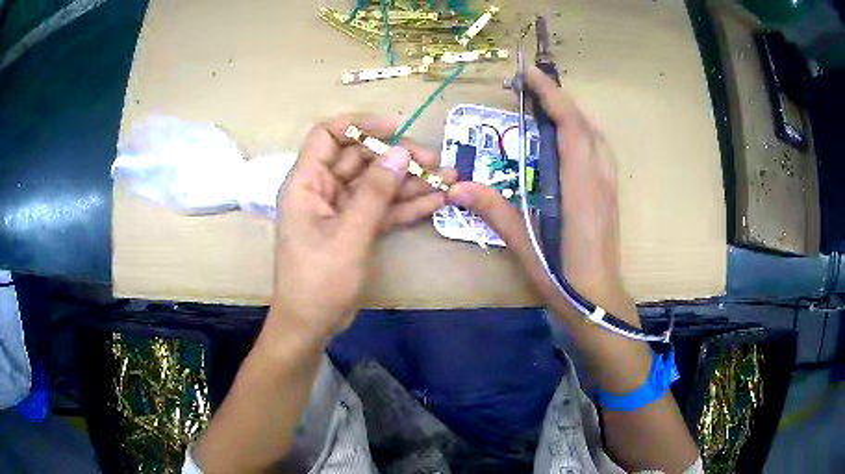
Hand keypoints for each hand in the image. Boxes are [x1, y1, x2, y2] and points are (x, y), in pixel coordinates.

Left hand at [264, 114, 455, 346]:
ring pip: (377, 184)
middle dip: (397, 158)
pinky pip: (382, 209)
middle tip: (435, 162)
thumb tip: (399, 153)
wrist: (312, 325)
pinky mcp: (356, 228)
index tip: (396, 128)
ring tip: (449, 179)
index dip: (360, 125)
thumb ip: (375, 192)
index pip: (328, 135)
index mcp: (307, 182)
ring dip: (410, 182)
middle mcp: (323, 189)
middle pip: (361, 159)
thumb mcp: (349, 234)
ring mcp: (341, 210)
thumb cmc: (319, 281)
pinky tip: (436, 201)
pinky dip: (406, 205)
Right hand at [448, 66, 634, 324]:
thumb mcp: (525, 246)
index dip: (552, 95)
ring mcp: (609, 186)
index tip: (530, 74)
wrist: (599, 302)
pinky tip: (569, 140)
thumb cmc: (564, 278)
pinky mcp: (610, 195)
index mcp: (580, 186)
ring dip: (573, 114)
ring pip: (596, 136)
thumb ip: (494, 211)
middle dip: (559, 98)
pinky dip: (584, 132)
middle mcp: (599, 178)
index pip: (570, 126)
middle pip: (585, 124)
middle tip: (530, 88)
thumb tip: (456, 187)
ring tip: (547, 107)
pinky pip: (600, 151)